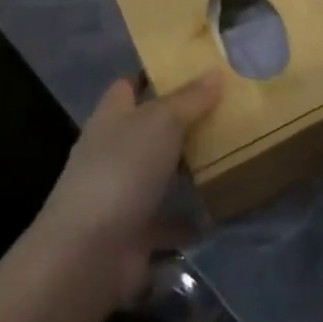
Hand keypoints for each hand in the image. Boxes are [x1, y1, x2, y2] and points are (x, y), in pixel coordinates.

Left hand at [34, 72, 222, 305]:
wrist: (90, 252)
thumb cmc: (123, 169)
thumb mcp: (161, 121)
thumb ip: (190, 99)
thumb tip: (215, 72)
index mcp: (111, 117)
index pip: (129, 86)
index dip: (155, 75)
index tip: (192, 69)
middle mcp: (112, 151)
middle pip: (148, 128)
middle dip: (181, 121)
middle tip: (227, 108)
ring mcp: (121, 193)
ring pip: (160, 172)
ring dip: (187, 167)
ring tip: (232, 152)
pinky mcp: (134, 231)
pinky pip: (169, 219)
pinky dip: (191, 217)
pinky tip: (222, 208)